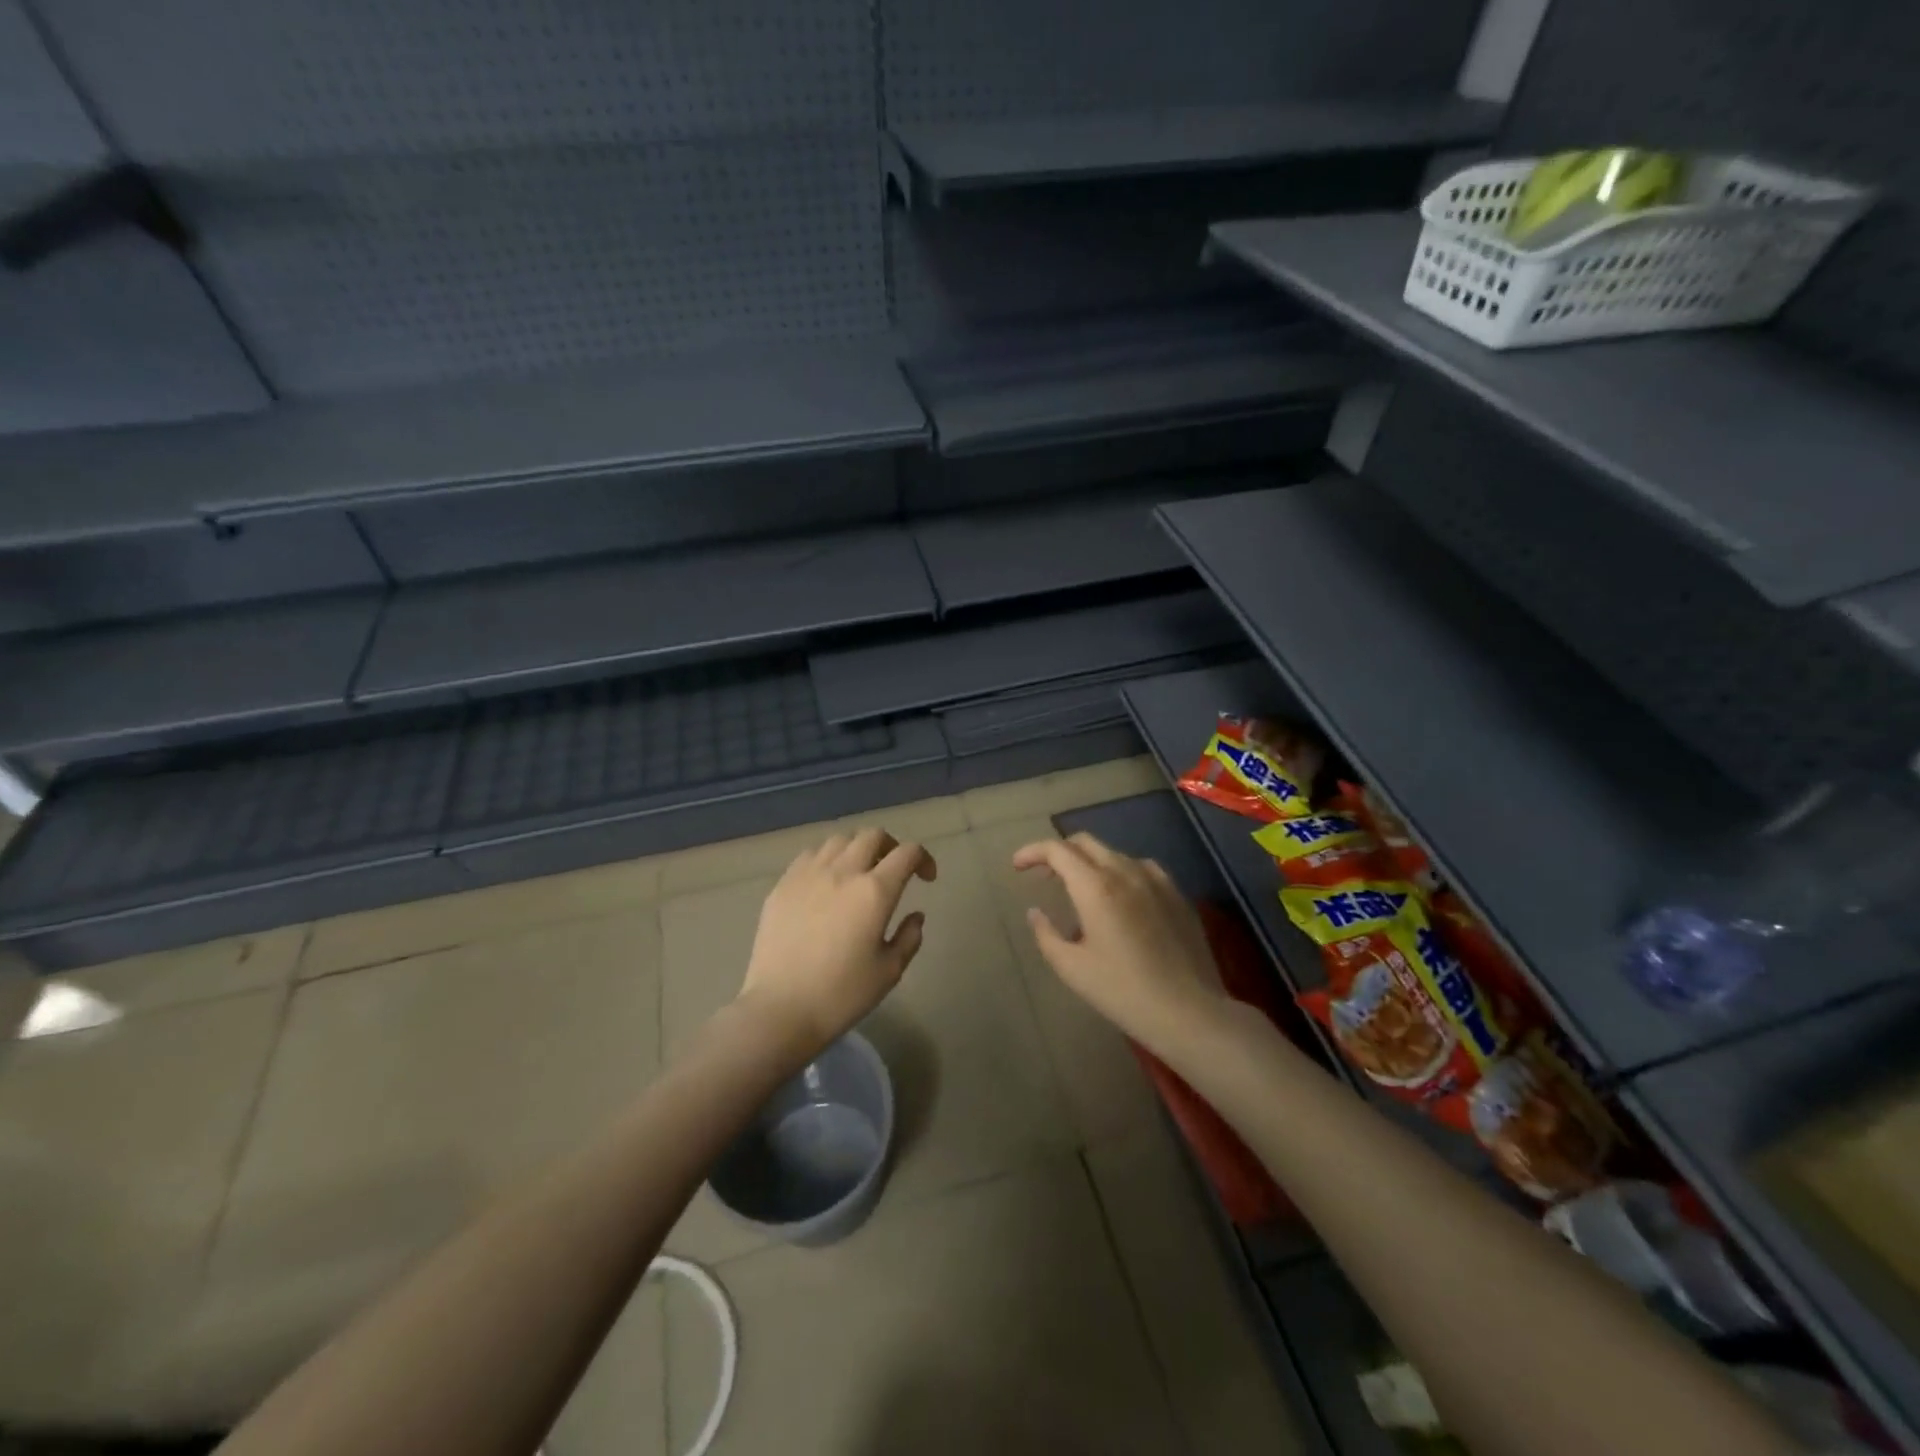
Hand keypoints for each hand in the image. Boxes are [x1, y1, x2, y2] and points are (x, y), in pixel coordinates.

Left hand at [737, 828, 936, 1057]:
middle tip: (894, 870)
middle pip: (873, 836)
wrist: (780, 1009)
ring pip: (840, 840)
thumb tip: (915, 915)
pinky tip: (826, 881)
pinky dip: (827, 858)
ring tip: (859, 872)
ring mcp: (808, 874)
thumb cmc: (841, 995)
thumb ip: (909, 937)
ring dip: (858, 848)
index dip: (924, 859)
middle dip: (891, 847)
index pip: (907, 853)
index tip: (926, 878)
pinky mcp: (783, 884)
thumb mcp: (889, 972)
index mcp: (874, 891)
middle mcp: (843, 872)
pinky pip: (810, 855)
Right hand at [1011, 832, 1225, 1049]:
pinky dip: (1119, 872)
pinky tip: (1120, 896)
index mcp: (1096, 887)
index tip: (1018, 866)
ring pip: (1114, 853)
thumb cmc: (1122, 991)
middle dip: (1059, 852)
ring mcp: (1156, 880)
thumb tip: (1036, 912)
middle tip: (1044, 875)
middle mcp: (1125, 872)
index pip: (1057, 850)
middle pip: (1085, 843)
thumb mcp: (1072, 968)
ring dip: (1089, 862)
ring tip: (1080, 888)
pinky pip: (1140, 868)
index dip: (1033, 852)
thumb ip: (1046, 934)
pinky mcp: (1176, 893)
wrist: (1188, 1011)